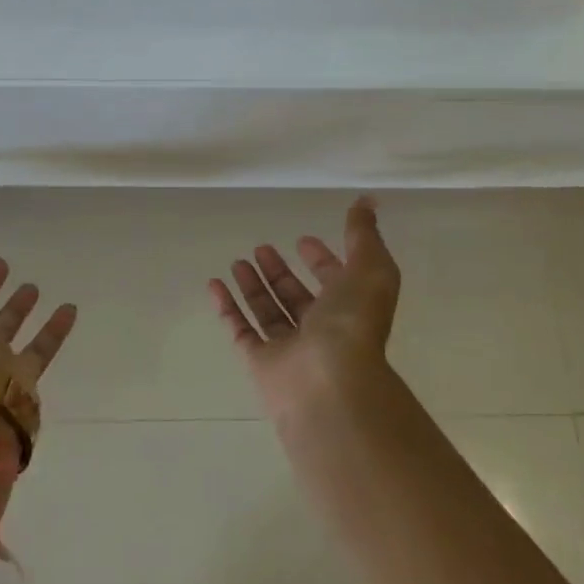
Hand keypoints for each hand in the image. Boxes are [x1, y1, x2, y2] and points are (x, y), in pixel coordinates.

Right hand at [210, 197, 401, 417]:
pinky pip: (240, 330)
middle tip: (262, 247)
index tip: (303, 239)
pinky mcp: (261, 362)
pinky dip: (227, 308)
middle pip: (297, 297)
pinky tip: (213, 284)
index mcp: (350, 310)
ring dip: (254, 286)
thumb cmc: (353, 324)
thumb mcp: (370, 269)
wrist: (330, 383)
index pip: (335, 281)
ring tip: (237, 260)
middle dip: (280, 272)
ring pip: (269, 312)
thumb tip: (367, 200)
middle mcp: (321, 330)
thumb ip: (363, 235)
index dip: (321, 260)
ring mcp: (290, 349)